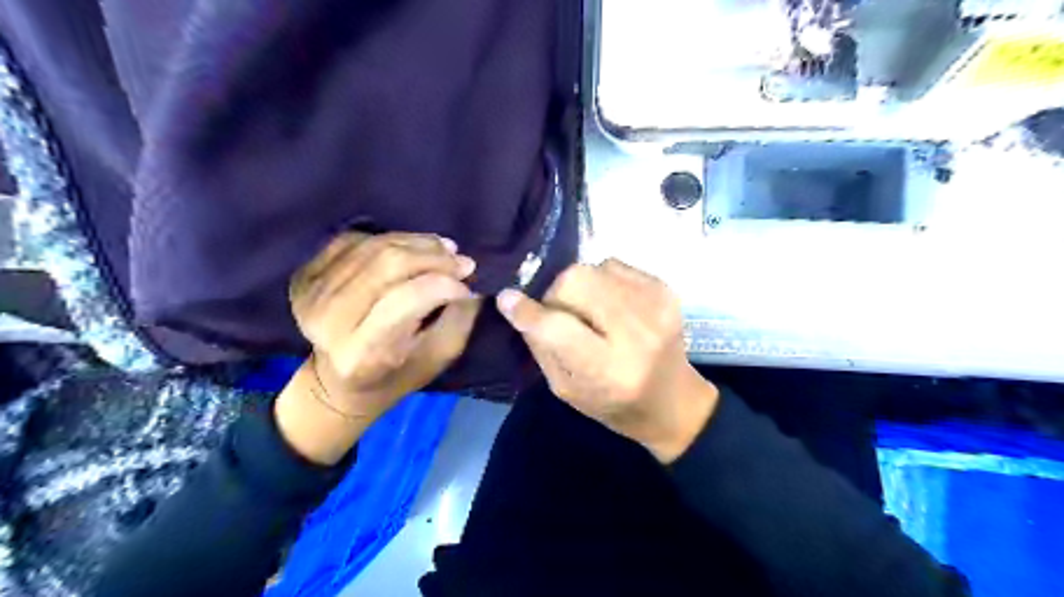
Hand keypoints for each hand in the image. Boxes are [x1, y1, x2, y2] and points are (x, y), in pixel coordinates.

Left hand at [287, 229, 476, 418]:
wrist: (338, 381)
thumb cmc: (398, 373)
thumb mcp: (439, 355)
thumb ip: (459, 316)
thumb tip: (470, 277)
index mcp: (361, 354)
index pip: (405, 300)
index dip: (442, 283)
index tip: (468, 281)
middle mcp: (327, 322)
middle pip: (387, 264)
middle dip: (433, 256)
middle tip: (461, 261)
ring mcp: (310, 294)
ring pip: (373, 246)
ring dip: (417, 242)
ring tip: (444, 249)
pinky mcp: (304, 275)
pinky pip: (354, 239)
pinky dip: (390, 238)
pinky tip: (411, 248)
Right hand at [497, 259, 713, 460]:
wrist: (673, 401)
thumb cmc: (613, 404)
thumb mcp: (566, 389)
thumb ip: (541, 345)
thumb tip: (516, 303)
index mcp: (609, 370)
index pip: (557, 328)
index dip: (528, 311)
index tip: (507, 299)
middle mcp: (636, 333)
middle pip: (575, 281)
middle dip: (556, 294)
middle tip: (561, 314)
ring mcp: (655, 305)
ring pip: (592, 268)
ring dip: (579, 286)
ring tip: (590, 311)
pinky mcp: (665, 289)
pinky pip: (613, 264)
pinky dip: (601, 280)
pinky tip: (610, 304)